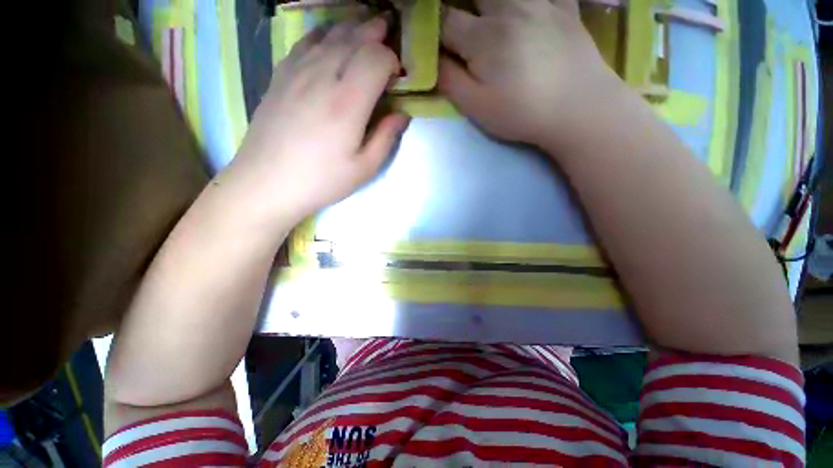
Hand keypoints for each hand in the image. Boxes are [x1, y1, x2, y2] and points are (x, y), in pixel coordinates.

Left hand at [221, 16, 409, 226]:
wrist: (267, 182)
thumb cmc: (322, 180)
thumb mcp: (364, 168)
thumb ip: (387, 137)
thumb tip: (403, 113)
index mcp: (347, 102)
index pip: (376, 57)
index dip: (392, 60)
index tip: (398, 76)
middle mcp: (323, 76)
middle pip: (354, 36)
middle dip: (376, 30)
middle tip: (390, 28)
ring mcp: (297, 71)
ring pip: (330, 33)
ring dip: (353, 27)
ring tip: (366, 26)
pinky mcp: (281, 75)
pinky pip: (305, 41)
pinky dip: (324, 34)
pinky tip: (330, 39)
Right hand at [439, 0, 614, 148]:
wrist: (578, 108)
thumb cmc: (522, 112)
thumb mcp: (477, 107)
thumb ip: (450, 81)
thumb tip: (434, 59)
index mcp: (483, 37)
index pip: (445, 21)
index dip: (433, 28)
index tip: (434, 40)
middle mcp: (509, 8)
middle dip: (460, 5)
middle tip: (462, 25)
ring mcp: (540, 1)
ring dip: (489, 2)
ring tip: (486, 16)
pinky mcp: (564, 5)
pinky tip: (524, 8)